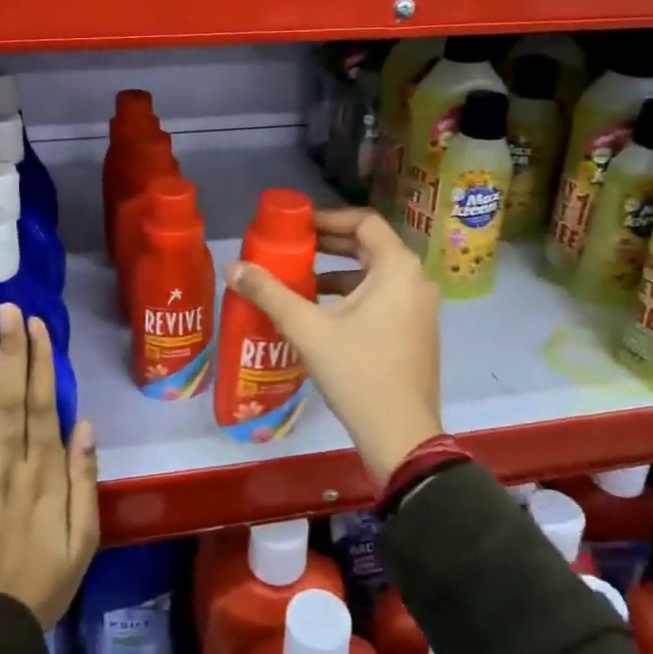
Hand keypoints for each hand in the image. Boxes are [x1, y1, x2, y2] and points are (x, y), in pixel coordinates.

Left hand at [0, 305, 98, 630]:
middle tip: (8, 310)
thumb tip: (84, 425)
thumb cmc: (44, 581)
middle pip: (9, 398)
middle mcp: (9, 466)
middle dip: (10, 350)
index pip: (42, 406)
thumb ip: (85, 480)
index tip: (37, 327)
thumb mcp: (84, 538)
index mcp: (46, 475)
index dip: (40, 363)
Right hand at [226, 207, 442, 481]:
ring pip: (376, 273)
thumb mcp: (307, 328)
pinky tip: (322, 311)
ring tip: (301, 278)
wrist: (401, 435)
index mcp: (397, 269)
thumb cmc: (357, 372)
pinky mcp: (416, 330)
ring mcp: (420, 307)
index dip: (328, 217)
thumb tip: (232, 266)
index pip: (365, 221)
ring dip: (340, 270)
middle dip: (330, 243)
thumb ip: (269, 293)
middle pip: (371, 246)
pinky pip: (384, 295)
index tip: (298, 226)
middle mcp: (416, 280)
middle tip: (293, 246)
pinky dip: (354, 293)